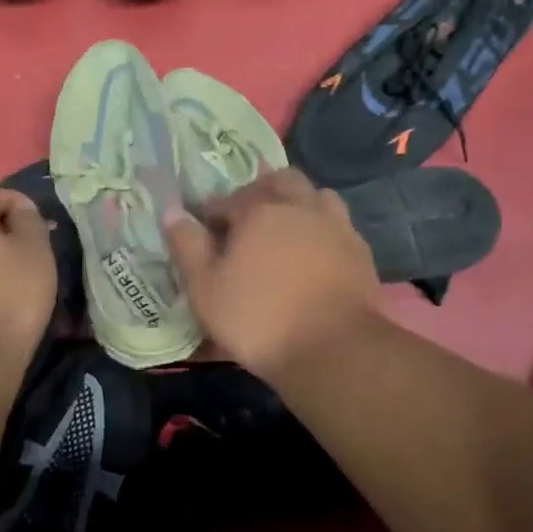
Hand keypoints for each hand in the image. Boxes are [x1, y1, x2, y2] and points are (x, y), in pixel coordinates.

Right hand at [163, 168, 379, 380]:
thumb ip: (187, 246)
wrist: (333, 349)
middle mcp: (300, 207)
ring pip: (316, 196)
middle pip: (280, 181)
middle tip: (245, 221)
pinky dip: (321, 229)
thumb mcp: (206, 288)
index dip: (212, 213)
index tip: (204, 232)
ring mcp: (336, 227)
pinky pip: (338, 225)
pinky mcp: (360, 252)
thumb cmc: (258, 318)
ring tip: (284, 230)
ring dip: (297, 204)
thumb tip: (172, 211)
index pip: (228, 199)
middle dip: (259, 193)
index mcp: (260, 211)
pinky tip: (313, 254)